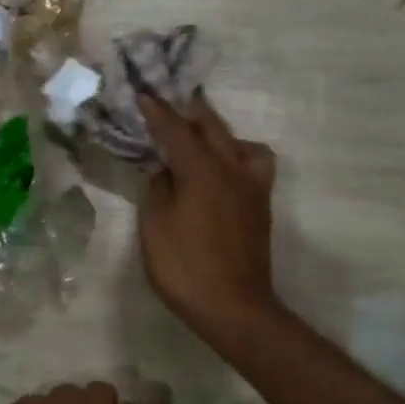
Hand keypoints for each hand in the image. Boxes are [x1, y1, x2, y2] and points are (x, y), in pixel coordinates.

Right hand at [136, 92, 279, 348]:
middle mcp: (231, 170)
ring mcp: (251, 188)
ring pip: (241, 143)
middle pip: (212, 128)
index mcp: (202, 170)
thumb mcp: (155, 227)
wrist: (234, 307)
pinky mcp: (260, 207)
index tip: (143, 95)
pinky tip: (222, 171)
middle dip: (189, 113)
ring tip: (199, 139)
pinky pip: (253, 165)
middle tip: (169, 105)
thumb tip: (161, 168)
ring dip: (218, 133)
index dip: (157, 112)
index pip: (176, 130)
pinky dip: (237, 156)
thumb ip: (156, 189)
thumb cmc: (184, 267)